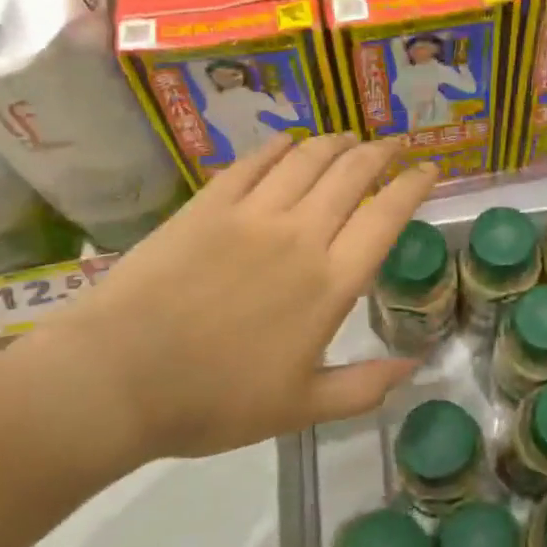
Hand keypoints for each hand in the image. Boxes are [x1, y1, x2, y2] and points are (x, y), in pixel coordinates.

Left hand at [16, 133, 436, 460]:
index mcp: (330, 283)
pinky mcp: (208, 204)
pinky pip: (254, 162)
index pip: (386, 216)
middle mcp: (301, 235)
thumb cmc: (214, 401)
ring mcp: (252, 214)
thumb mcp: (300, 409)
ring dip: (336, 142)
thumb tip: (415, 367)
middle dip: (380, 153)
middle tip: (393, 145)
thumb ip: (363, 386)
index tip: (429, 169)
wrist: (117, 379)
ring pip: (307, 159)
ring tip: (350, 138)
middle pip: (352, 174)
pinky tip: (289, 142)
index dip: (413, 185)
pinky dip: (278, 146)